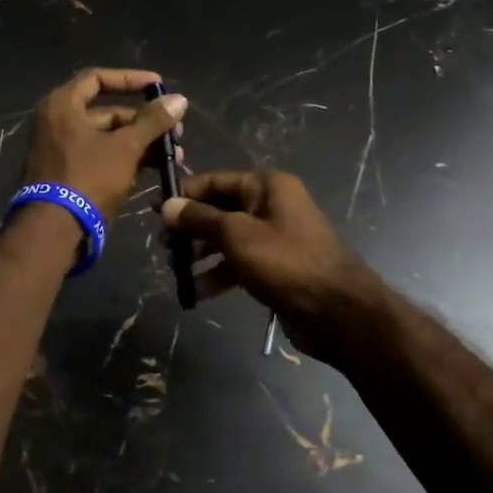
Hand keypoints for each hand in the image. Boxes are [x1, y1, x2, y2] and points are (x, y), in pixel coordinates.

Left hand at [21, 67, 187, 218]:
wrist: (54, 229)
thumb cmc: (88, 177)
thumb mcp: (125, 147)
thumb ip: (153, 121)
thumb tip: (179, 99)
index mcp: (62, 105)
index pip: (98, 79)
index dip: (130, 79)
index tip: (159, 86)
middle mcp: (56, 122)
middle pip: (106, 112)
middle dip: (143, 122)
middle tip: (174, 131)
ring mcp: (59, 150)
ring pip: (106, 138)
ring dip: (139, 144)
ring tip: (172, 155)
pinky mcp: (66, 175)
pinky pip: (99, 158)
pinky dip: (124, 160)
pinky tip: (153, 169)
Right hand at [161, 170, 386, 365]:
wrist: (337, 311)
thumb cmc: (285, 261)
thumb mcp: (236, 235)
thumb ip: (199, 219)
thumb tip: (168, 205)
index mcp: (267, 186)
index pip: (215, 181)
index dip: (185, 195)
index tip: (155, 212)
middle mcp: (271, 205)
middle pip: (220, 210)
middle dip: (190, 228)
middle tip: (162, 246)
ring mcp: (275, 237)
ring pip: (227, 239)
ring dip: (201, 254)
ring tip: (175, 270)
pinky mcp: (276, 266)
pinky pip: (239, 263)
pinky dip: (219, 274)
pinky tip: (197, 292)